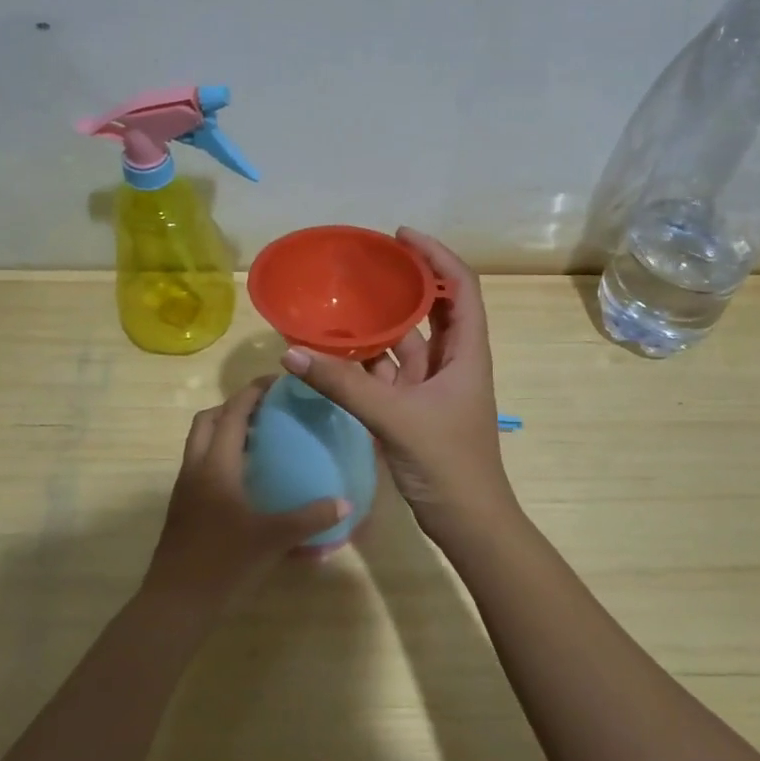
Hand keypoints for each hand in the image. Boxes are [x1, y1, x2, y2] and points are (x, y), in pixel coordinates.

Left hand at [141, 377, 346, 616]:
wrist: (176, 604)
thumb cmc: (224, 563)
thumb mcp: (272, 539)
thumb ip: (310, 518)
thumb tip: (346, 503)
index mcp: (216, 465)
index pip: (232, 413)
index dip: (252, 392)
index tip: (277, 382)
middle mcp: (195, 468)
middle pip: (207, 420)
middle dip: (234, 406)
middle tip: (266, 410)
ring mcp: (185, 488)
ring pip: (200, 442)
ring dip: (224, 430)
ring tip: (260, 438)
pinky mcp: (183, 507)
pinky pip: (200, 464)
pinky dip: (220, 455)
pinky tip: (246, 477)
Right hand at [277, 227, 517, 550]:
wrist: (468, 523)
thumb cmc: (447, 463)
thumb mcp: (395, 418)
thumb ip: (343, 385)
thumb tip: (291, 352)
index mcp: (466, 351)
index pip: (460, 286)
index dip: (435, 255)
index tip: (400, 237)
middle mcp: (453, 360)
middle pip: (433, 307)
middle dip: (404, 282)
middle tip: (364, 264)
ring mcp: (434, 385)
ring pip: (407, 341)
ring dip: (380, 323)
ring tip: (342, 300)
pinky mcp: (415, 407)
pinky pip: (389, 372)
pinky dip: (366, 360)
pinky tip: (335, 351)